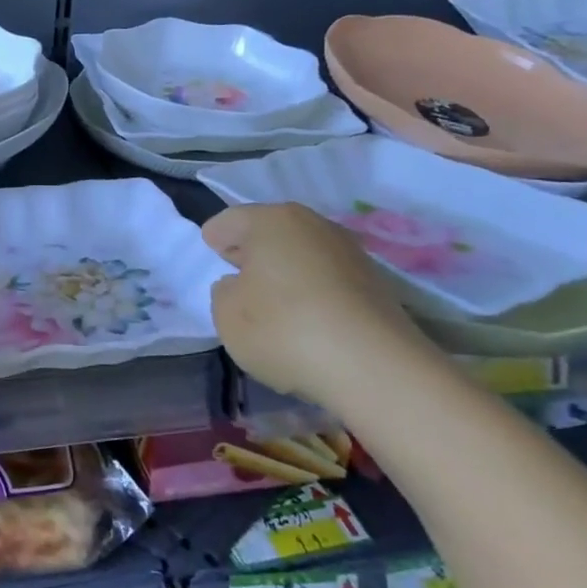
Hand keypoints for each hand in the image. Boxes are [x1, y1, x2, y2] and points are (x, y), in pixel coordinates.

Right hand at [204, 202, 436, 413]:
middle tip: (237, 279)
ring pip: (302, 255)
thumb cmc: (284, 329)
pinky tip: (307, 321)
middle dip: (252, 253)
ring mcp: (349, 252)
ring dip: (285, 273)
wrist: (375, 368)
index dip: (214, 241)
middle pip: (270, 233)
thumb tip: (242, 285)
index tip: (210, 260)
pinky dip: (312, 293)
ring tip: (274, 305)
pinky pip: (327, 280)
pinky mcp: (375, 283)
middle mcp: (312, 224)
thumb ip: (224, 291)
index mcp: (270, 220)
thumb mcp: (226, 314)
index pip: (228, 221)